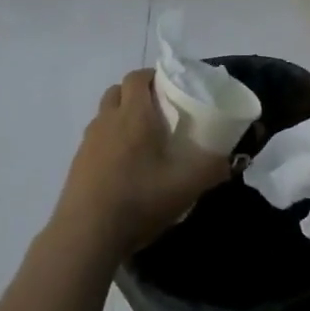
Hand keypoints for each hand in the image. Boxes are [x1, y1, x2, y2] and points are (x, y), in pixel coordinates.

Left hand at [49, 69, 230, 260]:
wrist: (87, 234)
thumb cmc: (139, 199)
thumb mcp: (186, 186)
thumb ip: (213, 168)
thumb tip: (231, 160)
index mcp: (133, 114)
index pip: (137, 77)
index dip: (153, 76)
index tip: (172, 88)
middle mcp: (107, 120)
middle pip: (118, 91)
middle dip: (138, 94)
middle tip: (160, 112)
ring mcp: (88, 141)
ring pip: (106, 114)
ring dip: (122, 117)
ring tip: (143, 141)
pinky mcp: (78, 163)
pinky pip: (97, 139)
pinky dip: (110, 141)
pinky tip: (125, 168)